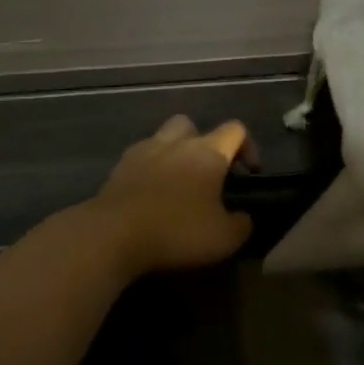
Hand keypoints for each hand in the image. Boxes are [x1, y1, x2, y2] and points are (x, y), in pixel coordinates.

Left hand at [83, 115, 252, 275]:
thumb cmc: (176, 231)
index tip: (249, 173)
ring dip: (174, 152)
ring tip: (177, 181)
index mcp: (208, 152)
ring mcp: (145, 150)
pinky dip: (150, 168)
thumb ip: (241, 224)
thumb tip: (244, 217)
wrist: (113, 233)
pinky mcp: (120, 166)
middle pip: (193, 125)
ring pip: (164, 136)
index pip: (235, 130)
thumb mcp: (223, 239)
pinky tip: (150, 193)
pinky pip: (141, 156)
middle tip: (207, 173)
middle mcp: (177, 142)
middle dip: (204, 143)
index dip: (248, 146)